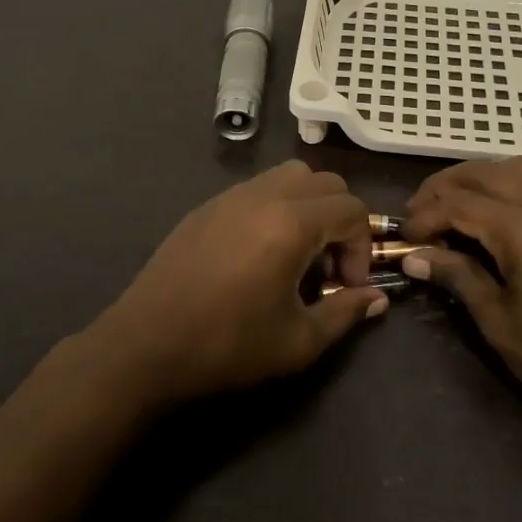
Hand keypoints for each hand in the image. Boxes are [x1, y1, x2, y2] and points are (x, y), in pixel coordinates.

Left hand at [84, 161, 388, 406]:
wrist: (145, 346)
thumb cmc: (227, 345)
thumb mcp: (297, 342)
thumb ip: (344, 313)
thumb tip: (376, 299)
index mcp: (291, 223)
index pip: (351, 209)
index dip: (361, 247)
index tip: (346, 286)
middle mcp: (264, 196)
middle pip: (325, 182)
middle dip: (340, 220)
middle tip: (327, 267)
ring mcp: (230, 196)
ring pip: (290, 175)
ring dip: (308, 206)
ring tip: (297, 253)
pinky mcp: (206, 206)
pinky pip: (257, 189)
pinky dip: (276, 207)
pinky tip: (259, 252)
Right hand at [402, 158, 521, 434]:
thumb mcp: (499, 323)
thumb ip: (457, 277)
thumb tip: (414, 256)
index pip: (459, 204)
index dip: (424, 216)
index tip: (404, 237)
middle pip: (485, 172)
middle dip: (445, 186)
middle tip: (420, 212)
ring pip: (517, 168)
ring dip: (480, 178)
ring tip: (457, 205)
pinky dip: (513, 185)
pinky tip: (504, 216)